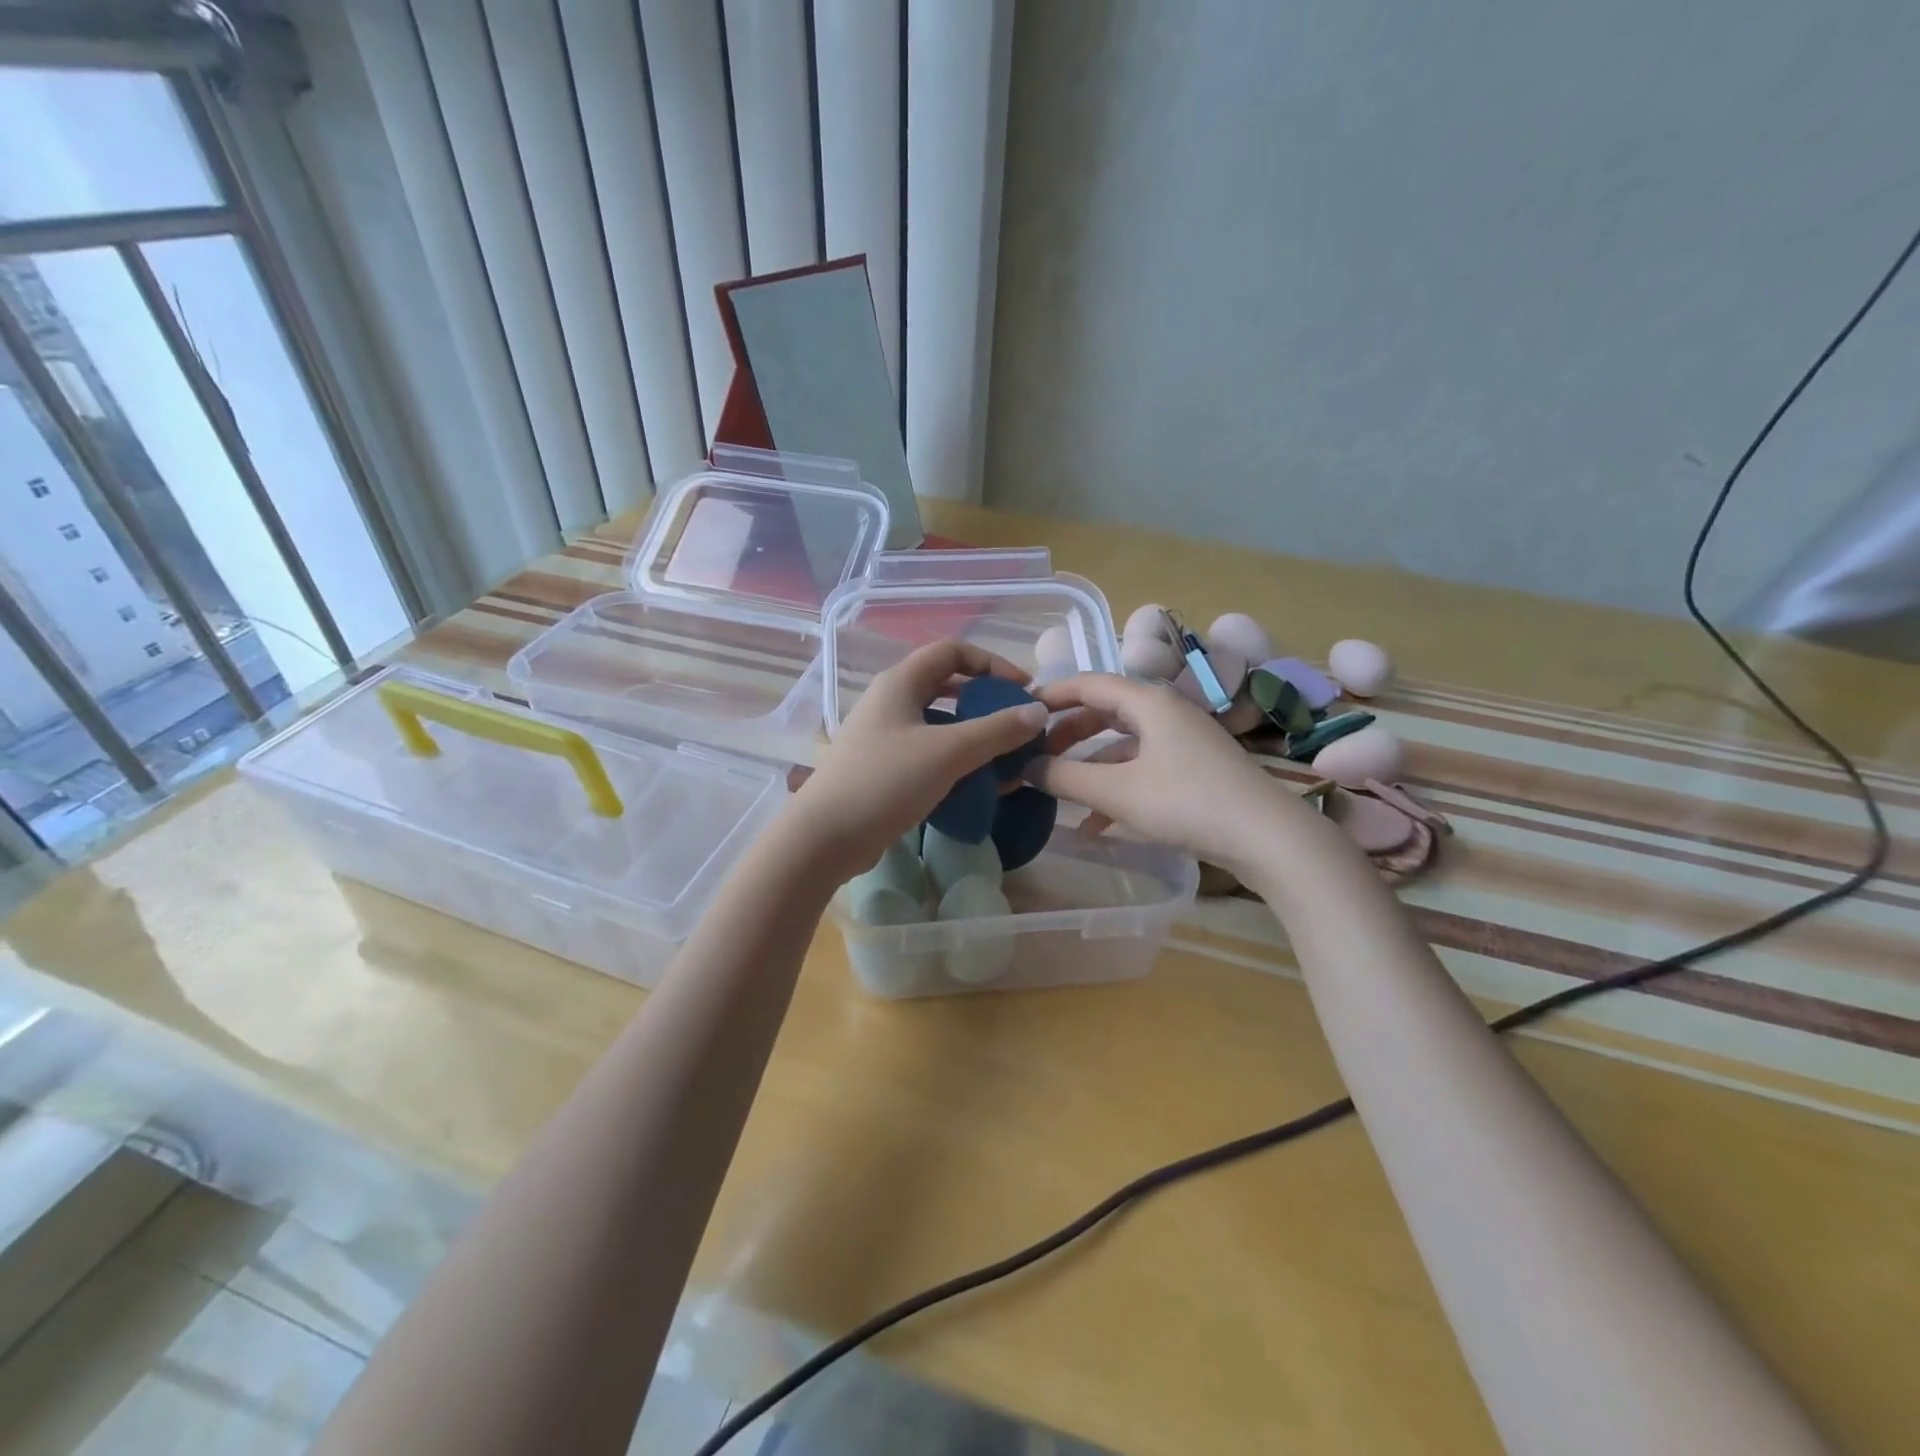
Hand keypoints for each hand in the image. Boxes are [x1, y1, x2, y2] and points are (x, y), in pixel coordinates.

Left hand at [789, 641, 1047, 882]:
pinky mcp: (883, 769)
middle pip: (947, 686)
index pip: (952, 651)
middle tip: (1017, 724)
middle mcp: (890, 702)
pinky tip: (977, 786)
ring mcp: (884, 736)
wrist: (825, 838)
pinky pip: (929, 754)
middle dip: (986, 702)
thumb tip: (1038, 712)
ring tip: (1005, 759)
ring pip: (939, 724)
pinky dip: (956, 762)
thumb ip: (996, 730)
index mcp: (900, 683)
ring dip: (974, 736)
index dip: (992, 663)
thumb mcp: (948, 752)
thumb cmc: (885, 782)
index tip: (1023, 690)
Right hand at [1029, 672, 1304, 871]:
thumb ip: (1066, 777)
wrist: (1268, 837)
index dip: (1051, 694)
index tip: (1019, 710)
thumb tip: (1025, 768)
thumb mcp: (1118, 791)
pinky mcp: (1194, 769)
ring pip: (1122, 743)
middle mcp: (1166, 712)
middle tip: (1035, 753)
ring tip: (1057, 790)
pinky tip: (1094, 825)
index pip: (1089, 683)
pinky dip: (1115, 786)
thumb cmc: (1187, 802)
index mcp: (1149, 702)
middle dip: (1067, 733)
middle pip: (1105, 711)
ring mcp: (1183, 741)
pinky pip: (1142, 768)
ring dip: (1089, 766)